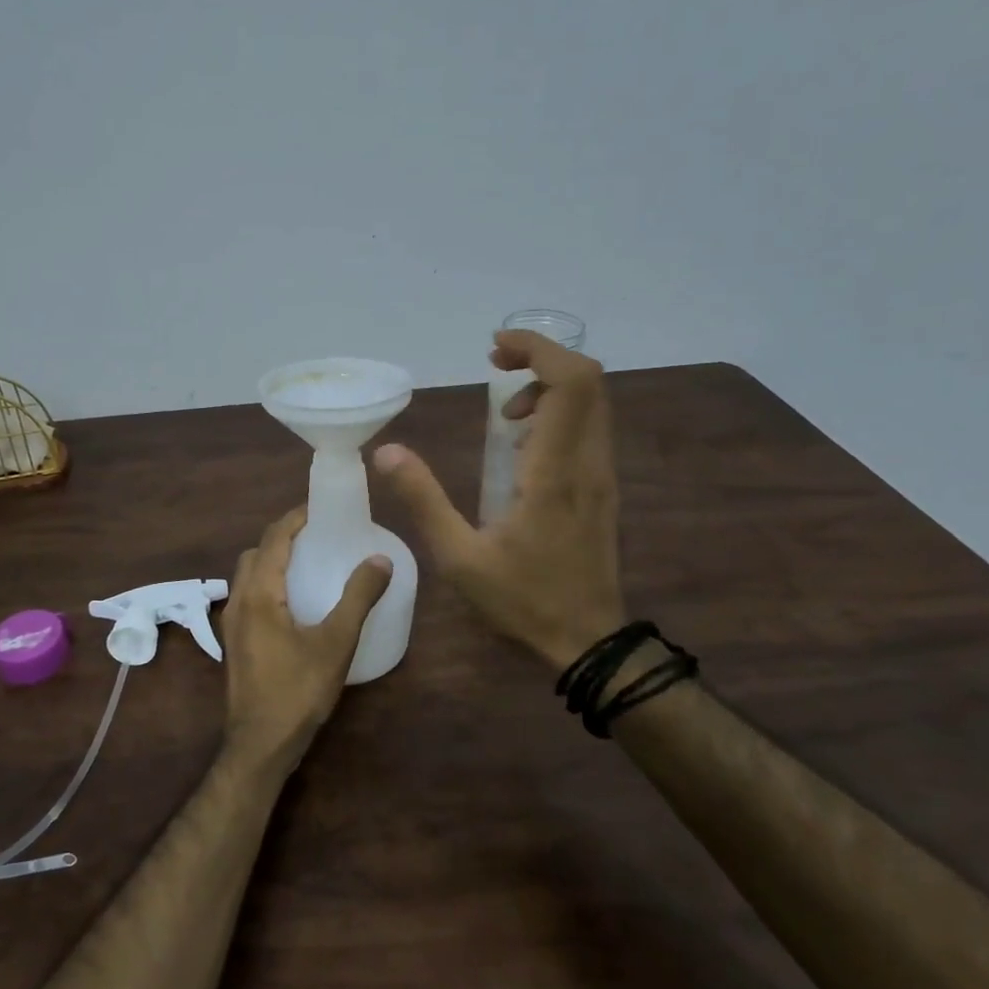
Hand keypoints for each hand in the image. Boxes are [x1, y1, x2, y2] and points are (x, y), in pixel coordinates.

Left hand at [221, 507, 393, 776]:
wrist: (259, 745)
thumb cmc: (297, 691)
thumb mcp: (336, 643)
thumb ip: (358, 597)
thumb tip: (380, 558)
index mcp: (259, 593)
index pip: (274, 538)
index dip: (295, 518)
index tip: (321, 507)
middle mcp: (238, 600)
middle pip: (257, 552)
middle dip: (283, 536)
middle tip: (318, 534)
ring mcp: (232, 623)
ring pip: (249, 575)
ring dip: (273, 559)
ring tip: (309, 562)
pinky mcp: (235, 642)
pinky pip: (249, 595)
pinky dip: (269, 582)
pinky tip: (295, 601)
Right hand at [374, 329, 625, 670]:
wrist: (588, 640)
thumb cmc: (522, 599)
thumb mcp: (458, 556)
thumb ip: (423, 500)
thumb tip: (386, 452)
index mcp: (554, 472)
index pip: (571, 384)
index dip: (538, 349)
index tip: (494, 349)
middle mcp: (588, 463)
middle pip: (588, 382)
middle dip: (541, 358)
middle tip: (495, 367)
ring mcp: (601, 475)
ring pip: (592, 403)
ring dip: (548, 387)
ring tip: (503, 411)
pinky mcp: (601, 488)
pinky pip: (588, 427)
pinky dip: (557, 412)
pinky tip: (522, 442)